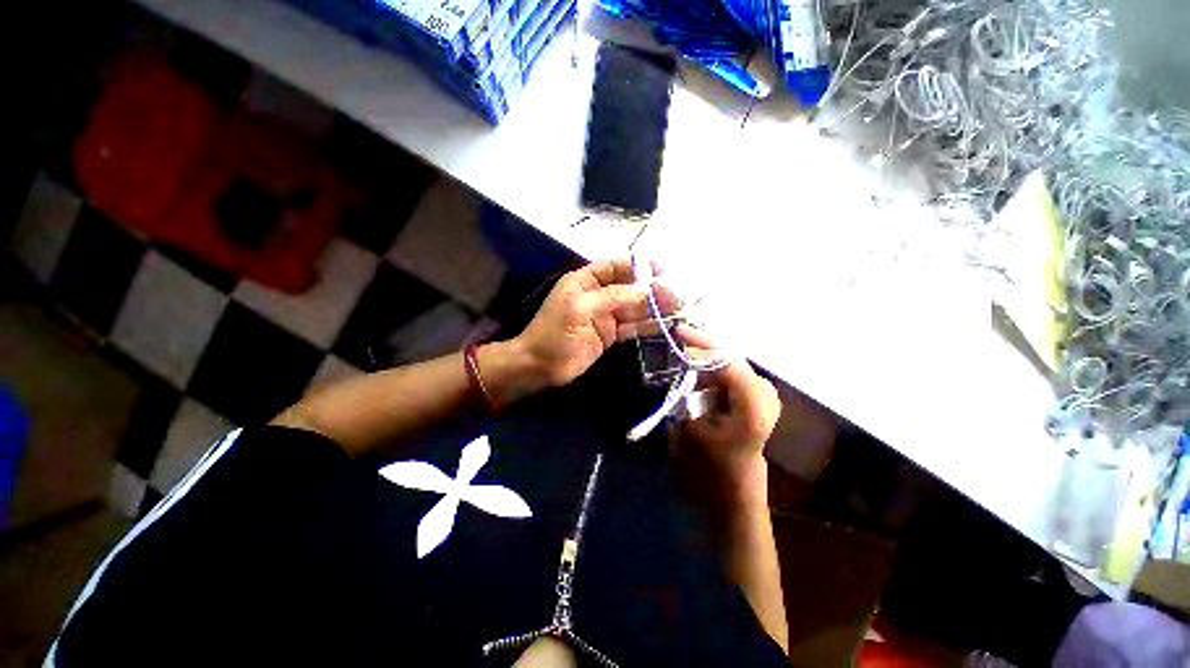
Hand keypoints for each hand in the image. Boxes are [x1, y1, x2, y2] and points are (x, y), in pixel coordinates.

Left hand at [512, 259, 678, 387]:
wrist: (540, 367)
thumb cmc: (554, 334)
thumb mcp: (579, 309)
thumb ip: (612, 297)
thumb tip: (645, 290)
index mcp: (585, 281)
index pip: (614, 266)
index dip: (637, 265)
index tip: (661, 269)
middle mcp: (597, 294)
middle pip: (630, 287)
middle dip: (652, 291)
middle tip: (677, 298)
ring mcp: (605, 316)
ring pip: (634, 308)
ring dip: (655, 309)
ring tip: (679, 311)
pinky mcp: (610, 335)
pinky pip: (632, 326)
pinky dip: (647, 326)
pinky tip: (665, 326)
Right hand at [674, 326, 780, 505]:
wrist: (731, 497)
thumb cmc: (708, 470)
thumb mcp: (689, 428)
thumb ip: (687, 391)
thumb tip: (683, 361)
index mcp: (753, 404)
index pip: (727, 359)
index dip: (700, 342)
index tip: (676, 331)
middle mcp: (765, 394)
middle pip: (730, 358)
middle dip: (702, 350)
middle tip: (676, 344)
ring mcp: (764, 397)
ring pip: (731, 365)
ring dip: (707, 361)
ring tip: (683, 358)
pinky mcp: (757, 401)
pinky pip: (732, 376)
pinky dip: (713, 372)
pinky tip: (698, 376)